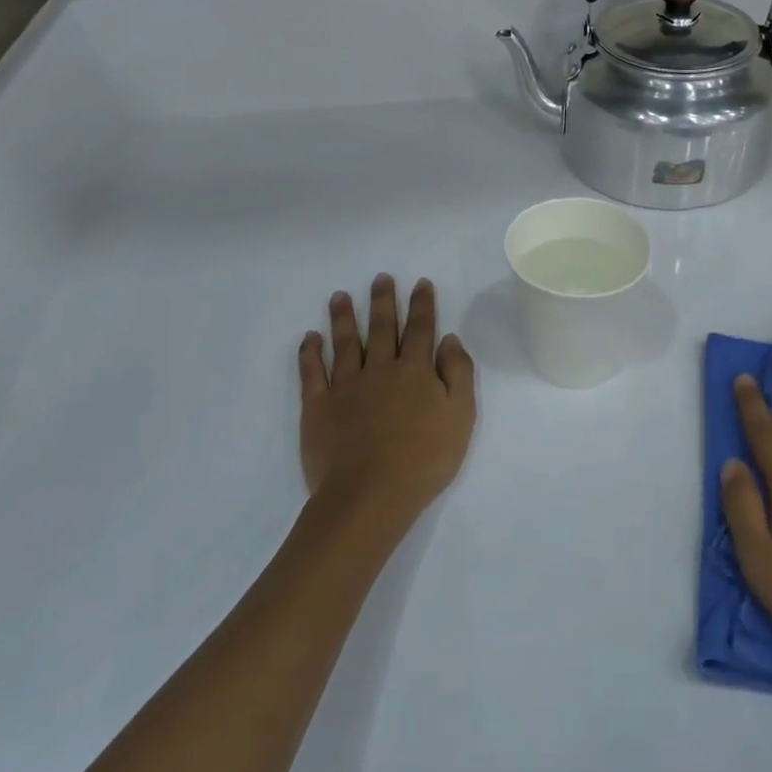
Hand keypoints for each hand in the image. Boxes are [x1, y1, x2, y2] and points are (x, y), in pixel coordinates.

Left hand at [298, 276, 476, 542]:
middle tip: (381, 278)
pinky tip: (310, 338)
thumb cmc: (424, 459)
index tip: (420, 283)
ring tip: (340, 296)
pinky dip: (310, 353)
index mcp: (415, 371)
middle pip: (381, 328)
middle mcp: (379, 369)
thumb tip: (449, 340)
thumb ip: (458, 373)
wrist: (370, 494)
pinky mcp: (318, 406)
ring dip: (343, 317)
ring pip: (345, 343)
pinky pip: (312, 372)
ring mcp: (345, 386)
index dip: (422, 305)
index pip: (420, 329)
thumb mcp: (461, 416)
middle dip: (383, 301)